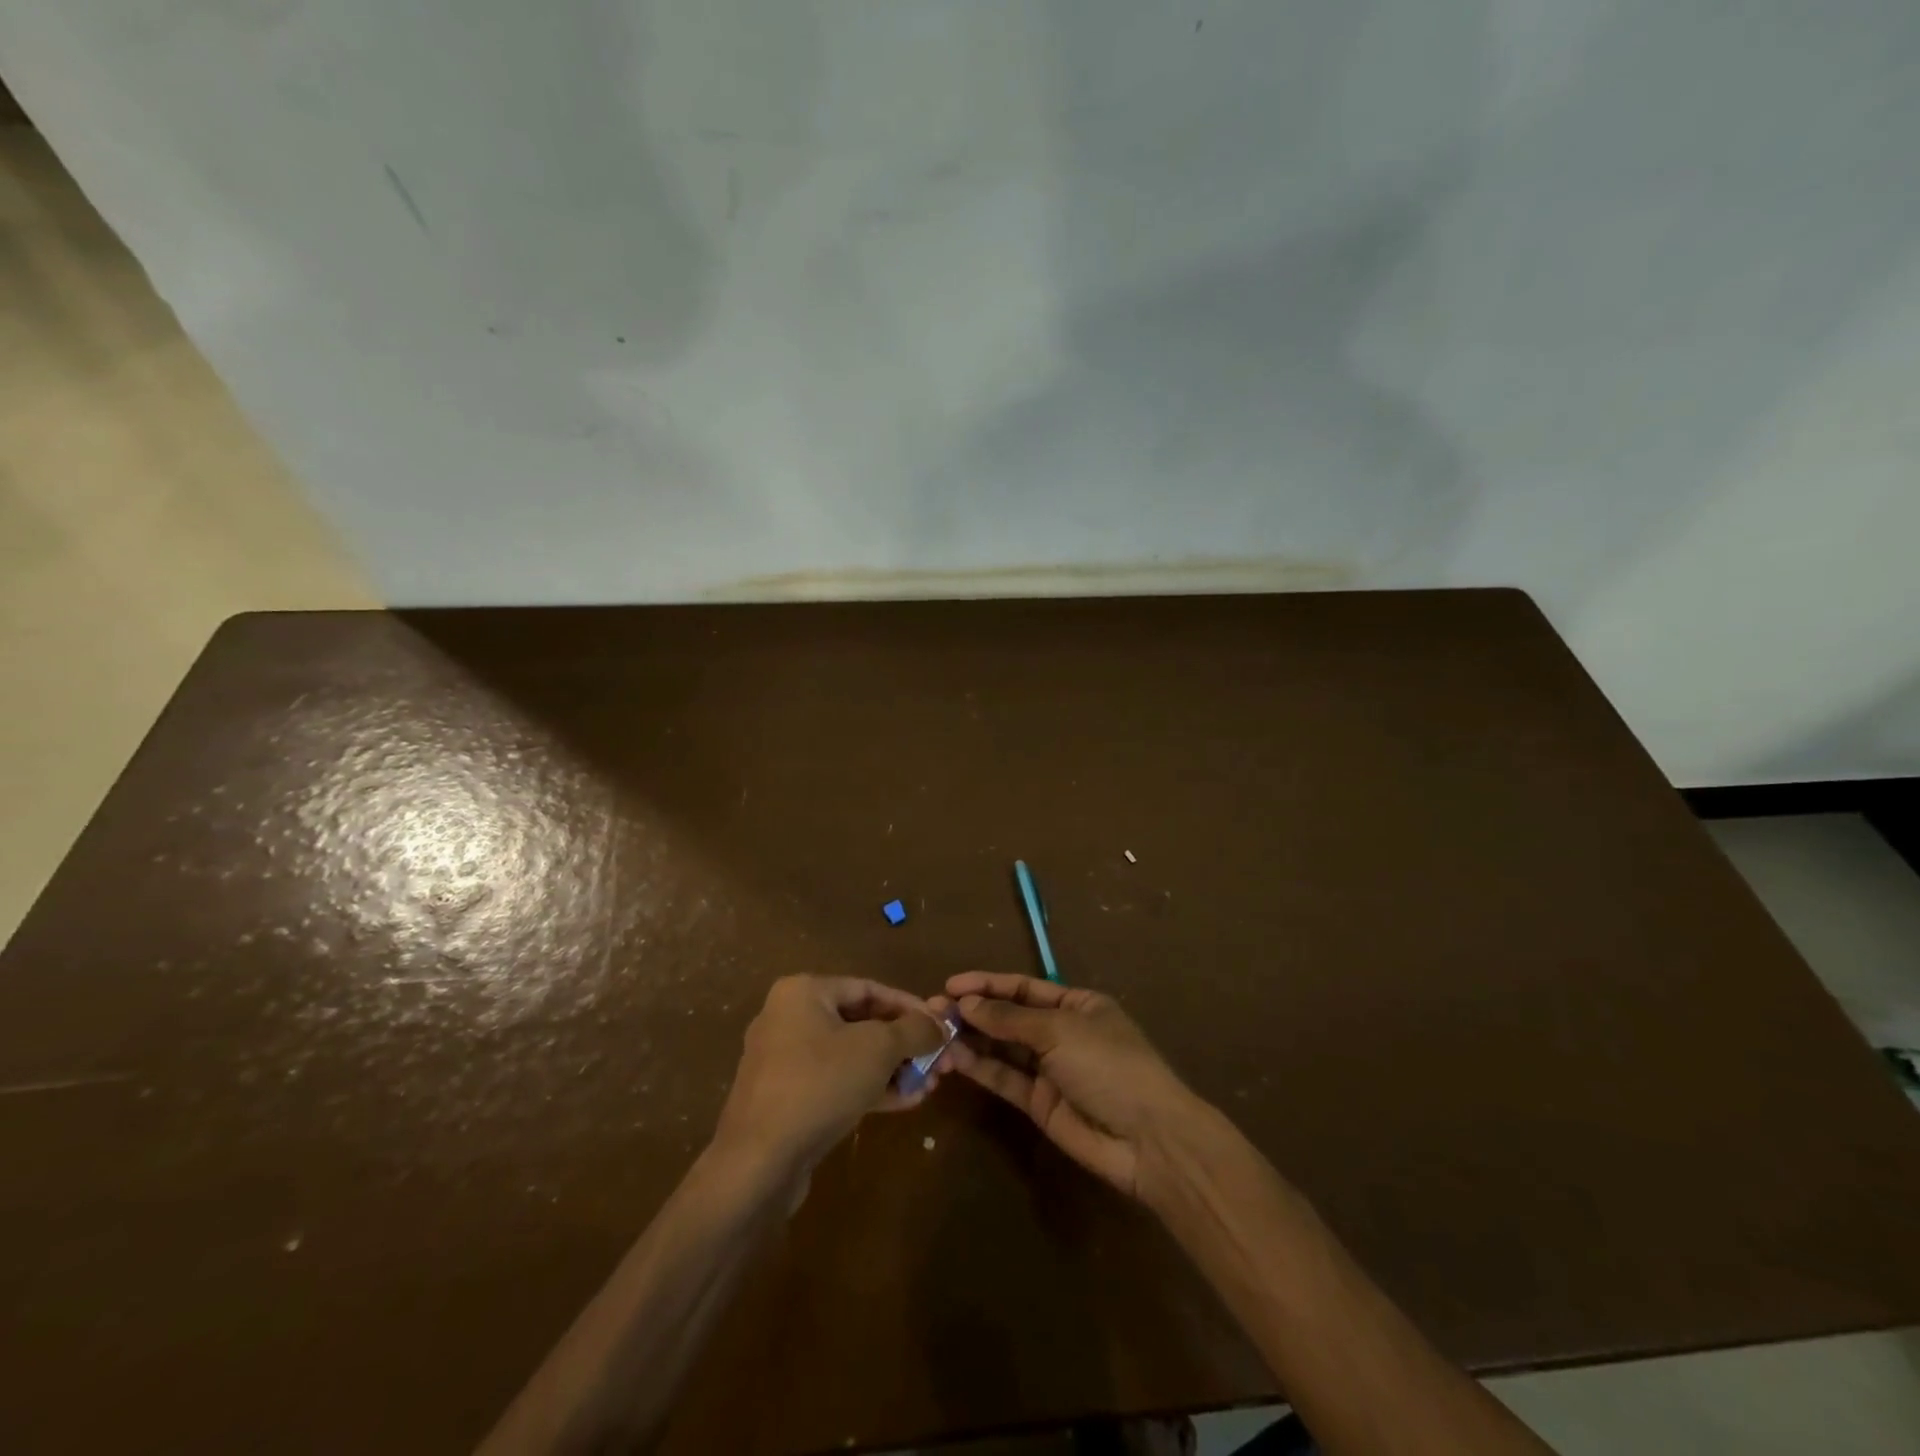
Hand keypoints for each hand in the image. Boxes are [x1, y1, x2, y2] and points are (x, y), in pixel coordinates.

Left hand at [714, 976, 946, 1173]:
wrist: (758, 1163)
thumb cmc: (820, 1084)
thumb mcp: (878, 1049)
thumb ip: (914, 1030)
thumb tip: (939, 1024)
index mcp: (803, 992)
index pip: (869, 988)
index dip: (910, 1006)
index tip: (940, 1026)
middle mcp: (789, 1018)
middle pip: (860, 1022)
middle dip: (904, 1043)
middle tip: (938, 1060)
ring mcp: (784, 1060)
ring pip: (850, 1055)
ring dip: (892, 1068)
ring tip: (929, 1084)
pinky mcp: (785, 1098)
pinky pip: (835, 1081)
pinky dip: (869, 1087)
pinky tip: (905, 1101)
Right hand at [940, 971, 1201, 1199]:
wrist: (1148, 1139)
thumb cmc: (1109, 1065)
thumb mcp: (1060, 1030)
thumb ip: (1010, 1019)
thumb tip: (967, 1003)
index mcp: (1077, 1004)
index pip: (1023, 987)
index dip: (987, 984)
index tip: (950, 985)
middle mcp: (1061, 1032)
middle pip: (1009, 1017)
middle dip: (973, 1012)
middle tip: (932, 1010)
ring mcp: (1050, 1070)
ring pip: (1002, 1048)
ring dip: (970, 1039)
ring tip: (934, 1032)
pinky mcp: (1040, 1104)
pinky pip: (1005, 1078)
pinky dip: (980, 1067)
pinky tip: (954, 1058)